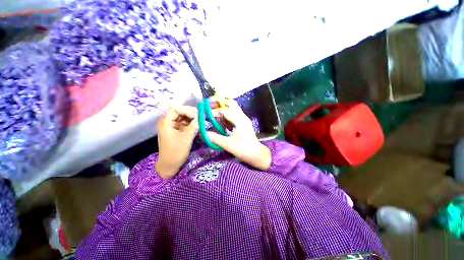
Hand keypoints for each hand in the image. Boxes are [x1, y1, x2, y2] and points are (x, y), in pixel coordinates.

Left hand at [156, 106, 198, 178]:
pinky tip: (198, 125)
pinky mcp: (177, 130)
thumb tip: (201, 117)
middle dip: (191, 113)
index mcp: (166, 123)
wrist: (170, 165)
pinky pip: (185, 123)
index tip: (197, 115)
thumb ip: (194, 126)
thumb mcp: (186, 139)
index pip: (175, 109)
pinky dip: (192, 123)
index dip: (186, 110)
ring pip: (183, 117)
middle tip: (201, 117)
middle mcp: (168, 122)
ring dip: (192, 118)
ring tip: (201, 121)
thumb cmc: (176, 152)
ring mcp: (173, 126)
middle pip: (180, 112)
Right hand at [207, 100, 270, 170]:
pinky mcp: (244, 123)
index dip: (214, 112)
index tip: (206, 115)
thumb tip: (204, 133)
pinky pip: (234, 115)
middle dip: (220, 104)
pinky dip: (227, 116)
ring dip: (224, 109)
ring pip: (233, 109)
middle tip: (210, 106)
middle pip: (231, 104)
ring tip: (214, 114)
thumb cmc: (243, 149)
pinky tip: (222, 122)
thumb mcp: (228, 145)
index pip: (225, 111)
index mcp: (239, 121)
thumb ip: (215, 138)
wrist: (256, 154)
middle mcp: (242, 117)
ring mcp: (244, 119)